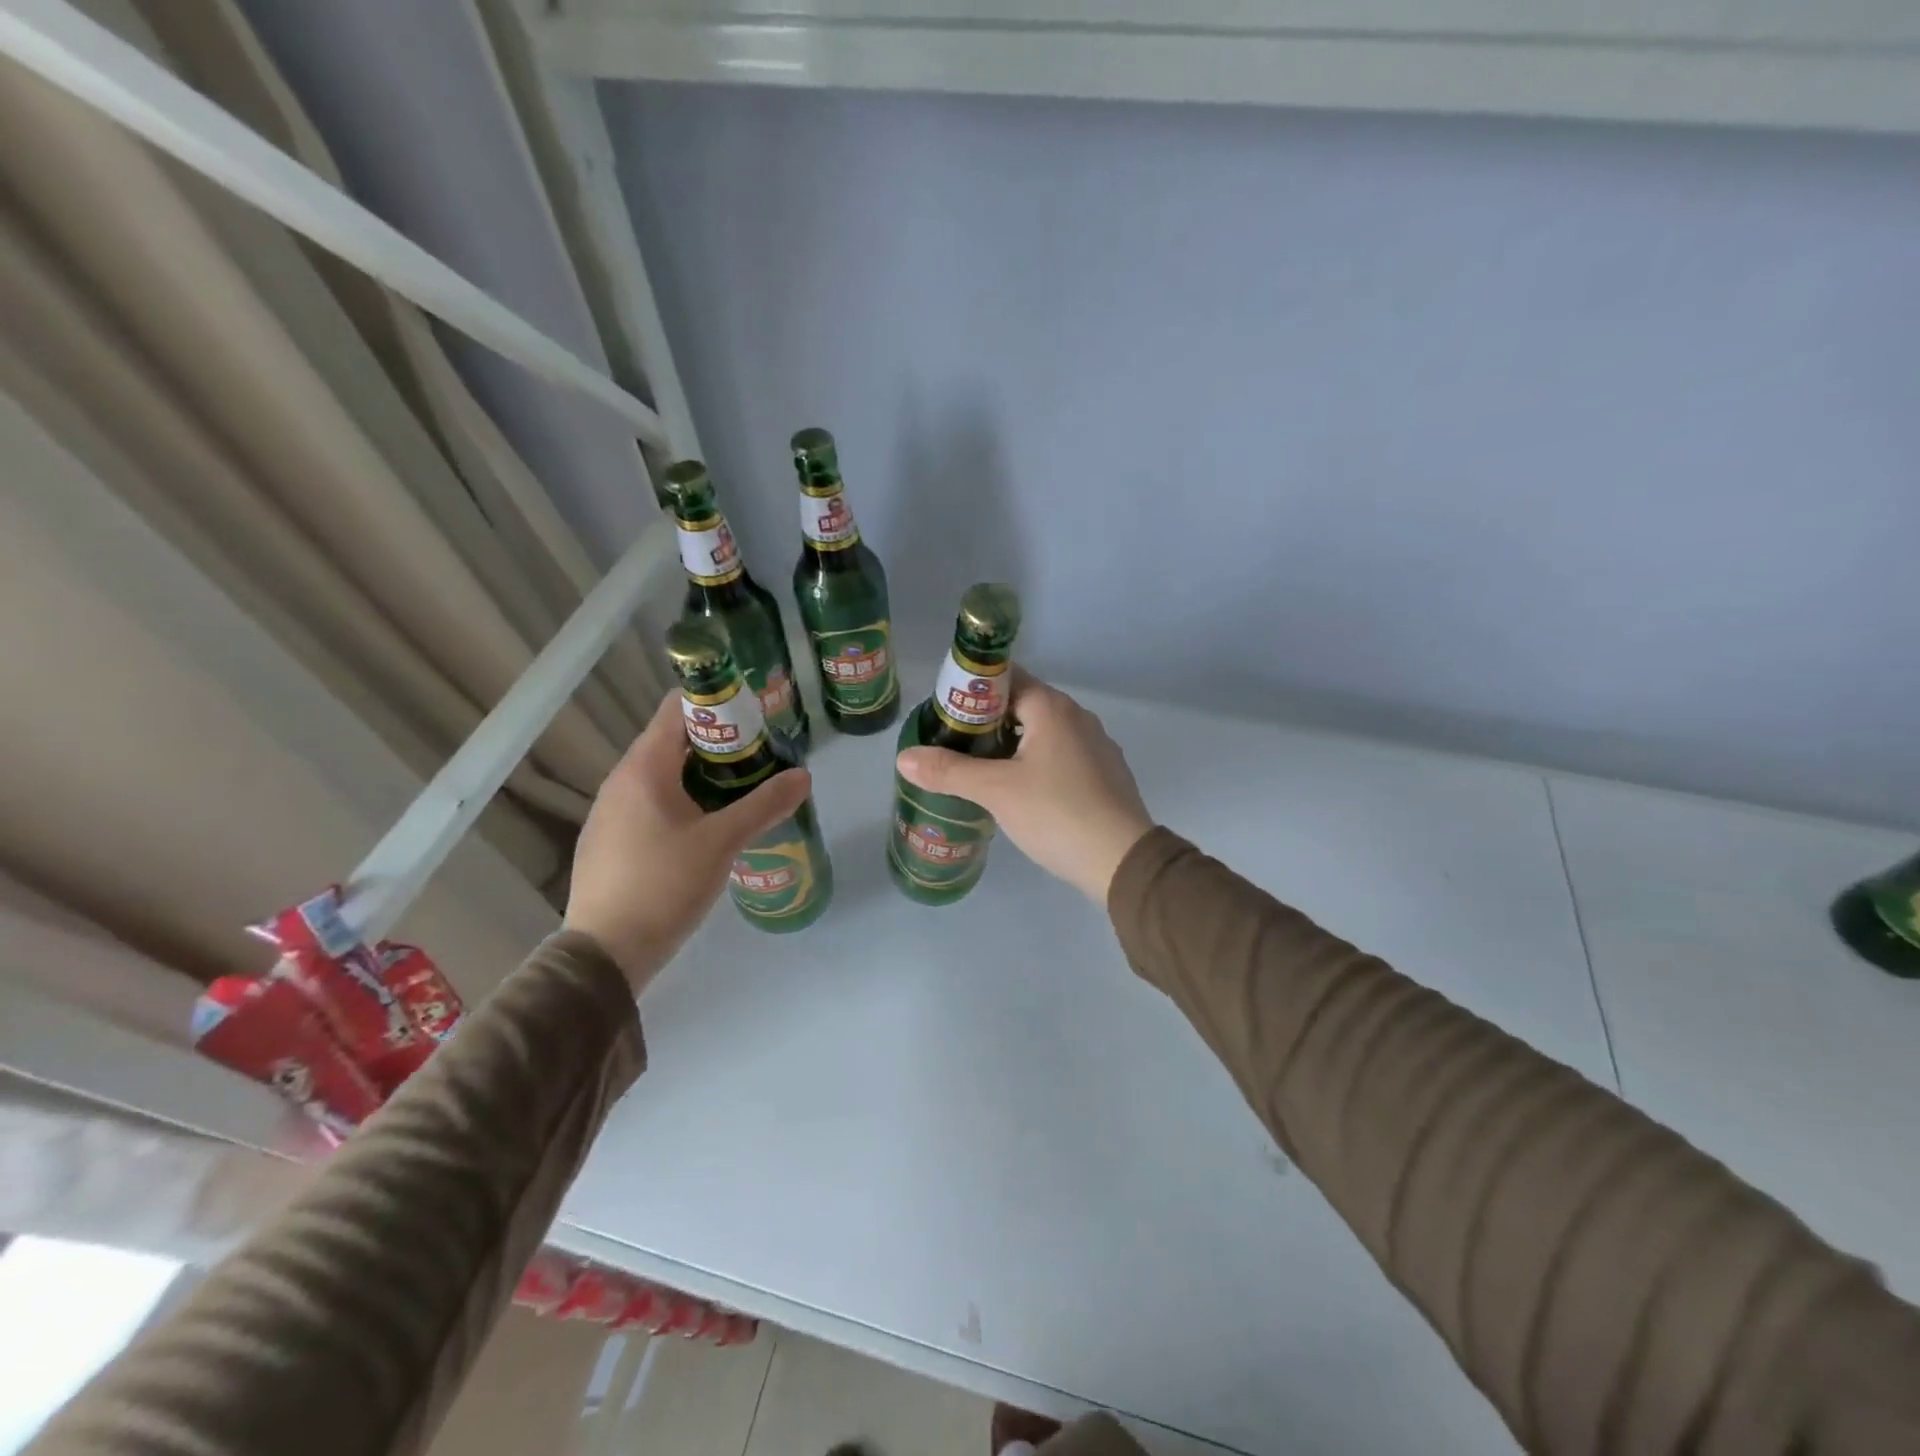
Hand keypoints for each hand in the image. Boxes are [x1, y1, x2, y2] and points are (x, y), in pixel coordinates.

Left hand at [565, 695, 810, 991]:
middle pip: (675, 741)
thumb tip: (804, 776)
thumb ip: (764, 805)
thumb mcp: (722, 843)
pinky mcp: (611, 841)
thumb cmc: (664, 885)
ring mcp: (611, 812)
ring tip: (744, 792)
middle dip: (721, 745)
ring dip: (704, 776)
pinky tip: (710, 829)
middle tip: (763, 759)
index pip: (678, 708)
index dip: (719, 704)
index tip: (757, 718)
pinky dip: (684, 802)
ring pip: (665, 776)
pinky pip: (652, 804)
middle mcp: (621, 780)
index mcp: (644, 768)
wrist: (605, 954)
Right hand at [896, 669, 1153, 904]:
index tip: (944, 715)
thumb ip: (948, 772)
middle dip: (986, 721)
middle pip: (1022, 705)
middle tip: (953, 746)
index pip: (1005, 678)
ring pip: (1042, 733)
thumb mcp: (995, 791)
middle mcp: (1077, 717)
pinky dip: (1036, 763)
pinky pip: (1060, 756)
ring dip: (1011, 745)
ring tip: (978, 770)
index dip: (971, 691)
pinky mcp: (1104, 774)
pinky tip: (1020, 792)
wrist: (1122, 860)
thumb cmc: (1056, 813)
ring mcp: (1095, 745)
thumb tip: (903, 757)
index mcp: (1052, 708)